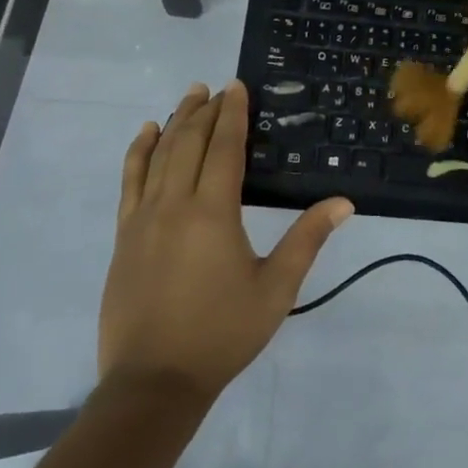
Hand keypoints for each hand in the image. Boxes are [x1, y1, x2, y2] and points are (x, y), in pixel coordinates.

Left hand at [99, 81, 351, 401]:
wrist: (155, 381)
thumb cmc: (223, 333)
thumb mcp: (276, 288)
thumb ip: (307, 239)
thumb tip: (344, 202)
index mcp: (213, 212)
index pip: (224, 148)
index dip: (232, 114)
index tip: (237, 86)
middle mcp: (174, 204)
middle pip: (189, 143)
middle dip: (204, 111)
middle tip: (217, 87)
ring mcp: (142, 218)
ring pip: (158, 155)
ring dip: (175, 122)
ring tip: (189, 98)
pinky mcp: (124, 235)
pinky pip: (130, 180)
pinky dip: (138, 152)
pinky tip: (145, 134)